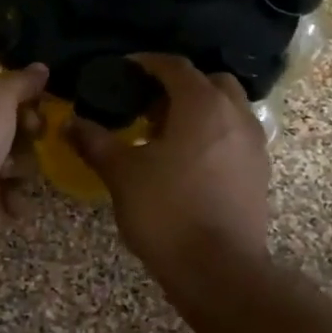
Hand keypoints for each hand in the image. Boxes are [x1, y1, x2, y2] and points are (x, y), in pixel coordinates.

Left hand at [0, 65, 49, 246]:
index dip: (21, 102)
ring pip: (13, 168)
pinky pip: (10, 202)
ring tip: (10, 173)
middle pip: (8, 135)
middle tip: (32, 136)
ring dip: (21, 169)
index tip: (37, 106)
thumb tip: (41, 68)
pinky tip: (12, 199)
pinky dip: (15, 201)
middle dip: (26, 137)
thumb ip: (21, 82)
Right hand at [67, 54, 270, 282]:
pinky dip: (214, 135)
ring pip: (228, 109)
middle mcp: (235, 115)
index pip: (174, 66)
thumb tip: (72, 122)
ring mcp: (253, 144)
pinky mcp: (260, 172)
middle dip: (180, 86)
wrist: (218, 269)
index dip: (147, 63)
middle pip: (209, 82)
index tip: (123, 70)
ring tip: (167, 134)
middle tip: (148, 105)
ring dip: (200, 111)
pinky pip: (236, 137)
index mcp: (201, 105)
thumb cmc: (166, 211)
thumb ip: (95, 141)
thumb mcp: (121, 173)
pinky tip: (189, 161)